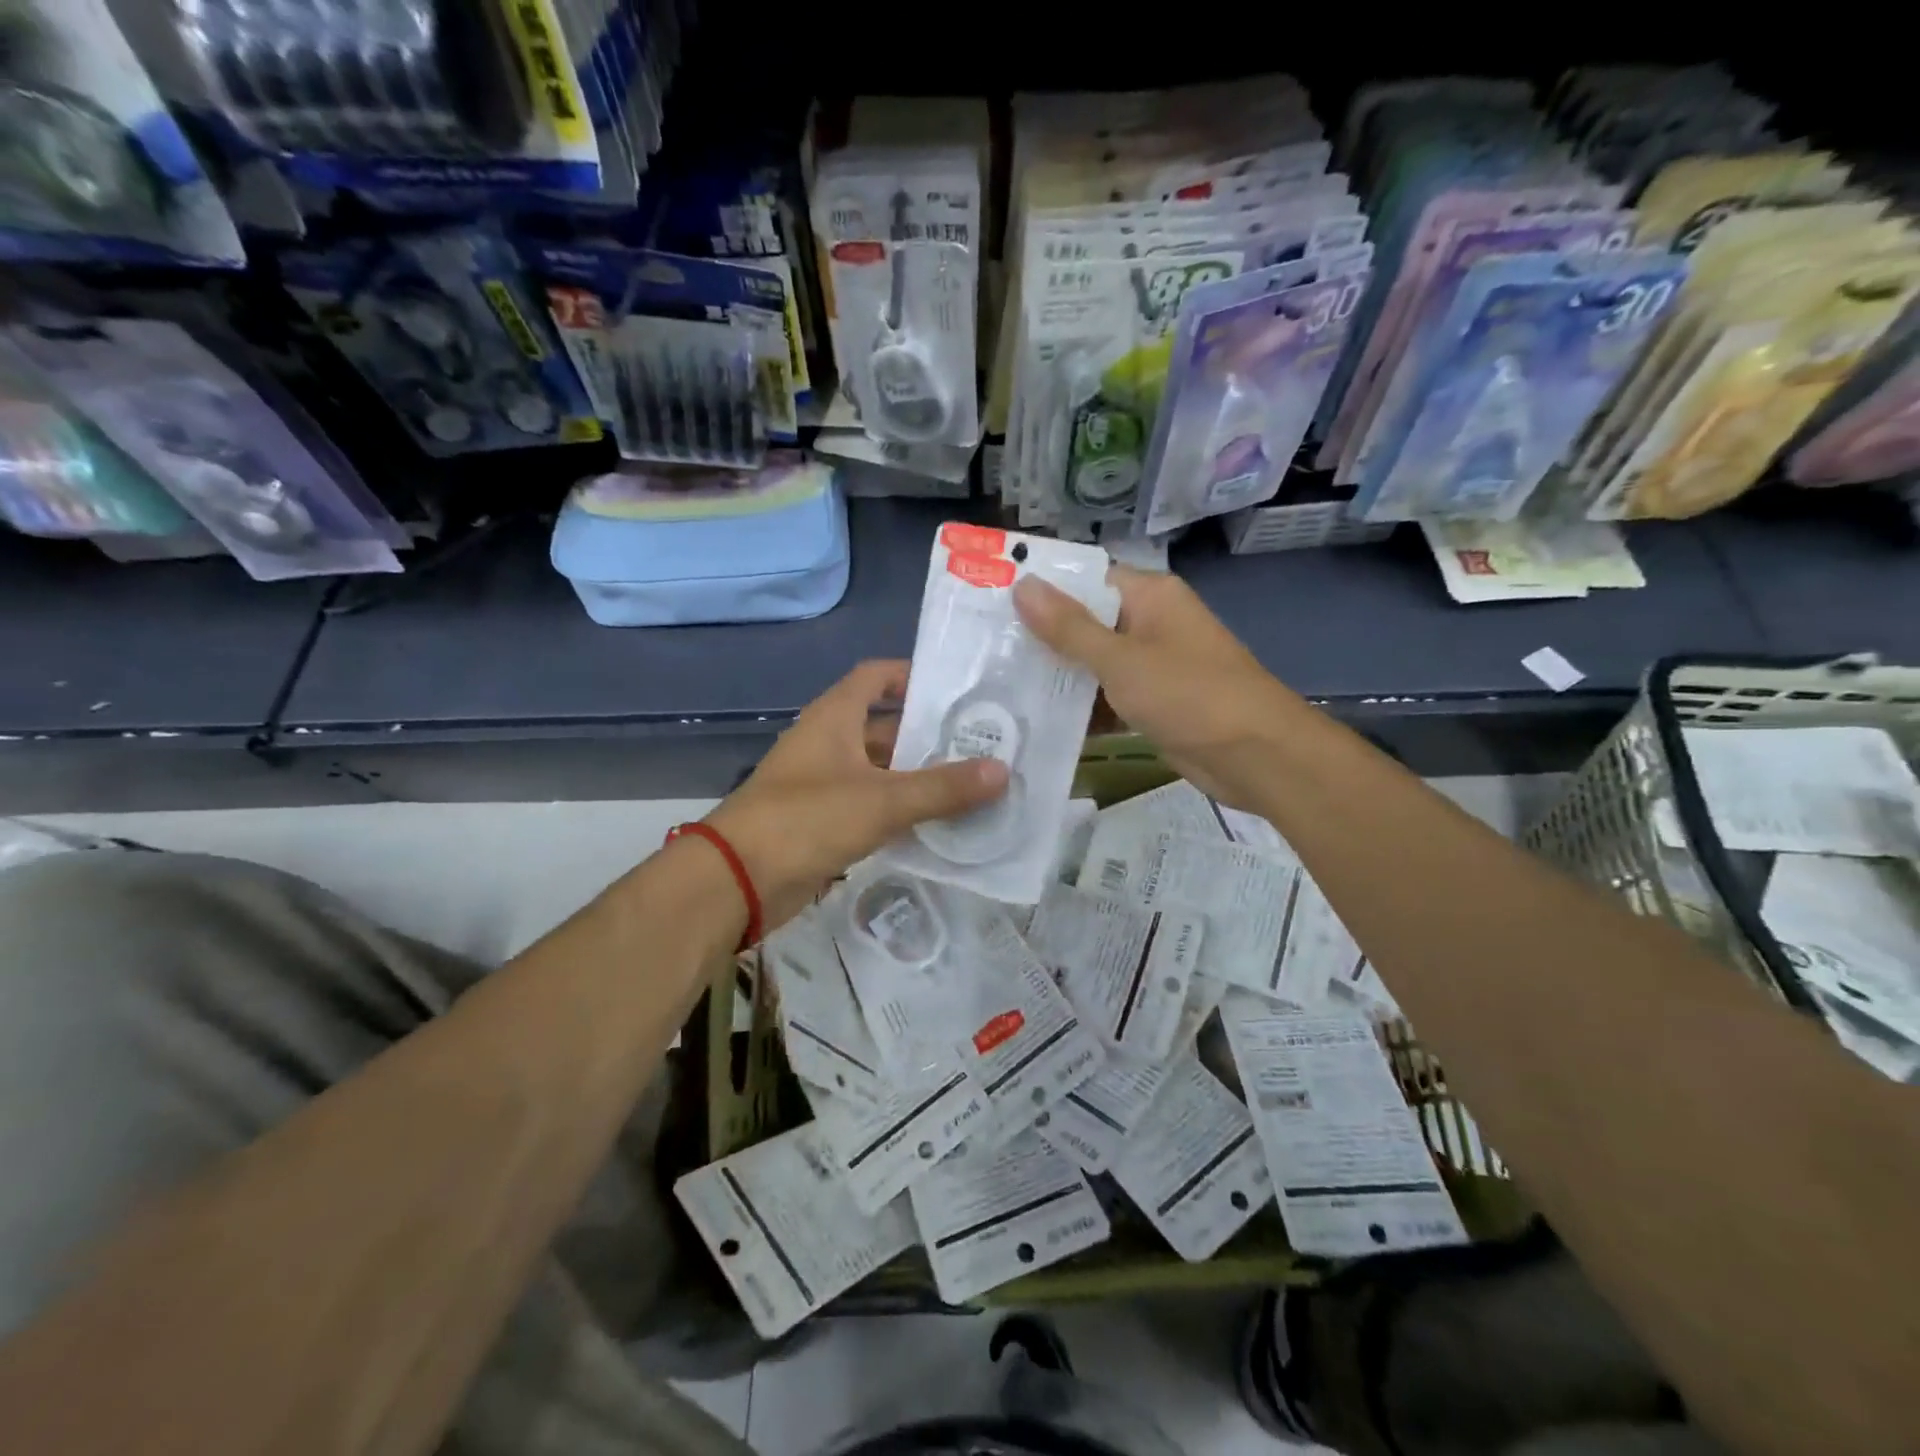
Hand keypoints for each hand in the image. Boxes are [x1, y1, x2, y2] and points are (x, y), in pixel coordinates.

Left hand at [705, 660, 1008, 933]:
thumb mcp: (882, 799)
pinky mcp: (823, 822)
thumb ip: (943, 787)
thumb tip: (1003, 771)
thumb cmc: (807, 819)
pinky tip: (939, 824)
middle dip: (929, 735)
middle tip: (982, 743)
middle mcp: (828, 743)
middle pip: (885, 727)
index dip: (911, 675)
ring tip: (972, 784)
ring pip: (881, 771)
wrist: (738, 879)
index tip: (955, 688)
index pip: (875, 677)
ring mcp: (823, 784)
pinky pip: (871, 807)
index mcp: (834, 717)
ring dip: (918, 777)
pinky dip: (901, 811)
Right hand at [1014, 568, 1296, 809]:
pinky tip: (1037, 719)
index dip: (1042, 588)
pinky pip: (1108, 696)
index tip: (991, 600)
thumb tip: (1023, 584)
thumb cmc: (1190, 695)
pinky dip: (1082, 707)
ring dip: (1058, 676)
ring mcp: (1153, 665)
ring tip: (997, 684)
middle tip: (985, 649)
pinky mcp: (1153, 703)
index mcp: (1150, 596)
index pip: (1086, 579)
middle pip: (1086, 622)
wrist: (1257, 757)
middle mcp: (1151, 623)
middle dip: (1042, 637)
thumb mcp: (1122, 660)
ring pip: (1094, 663)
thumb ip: (1069, 627)